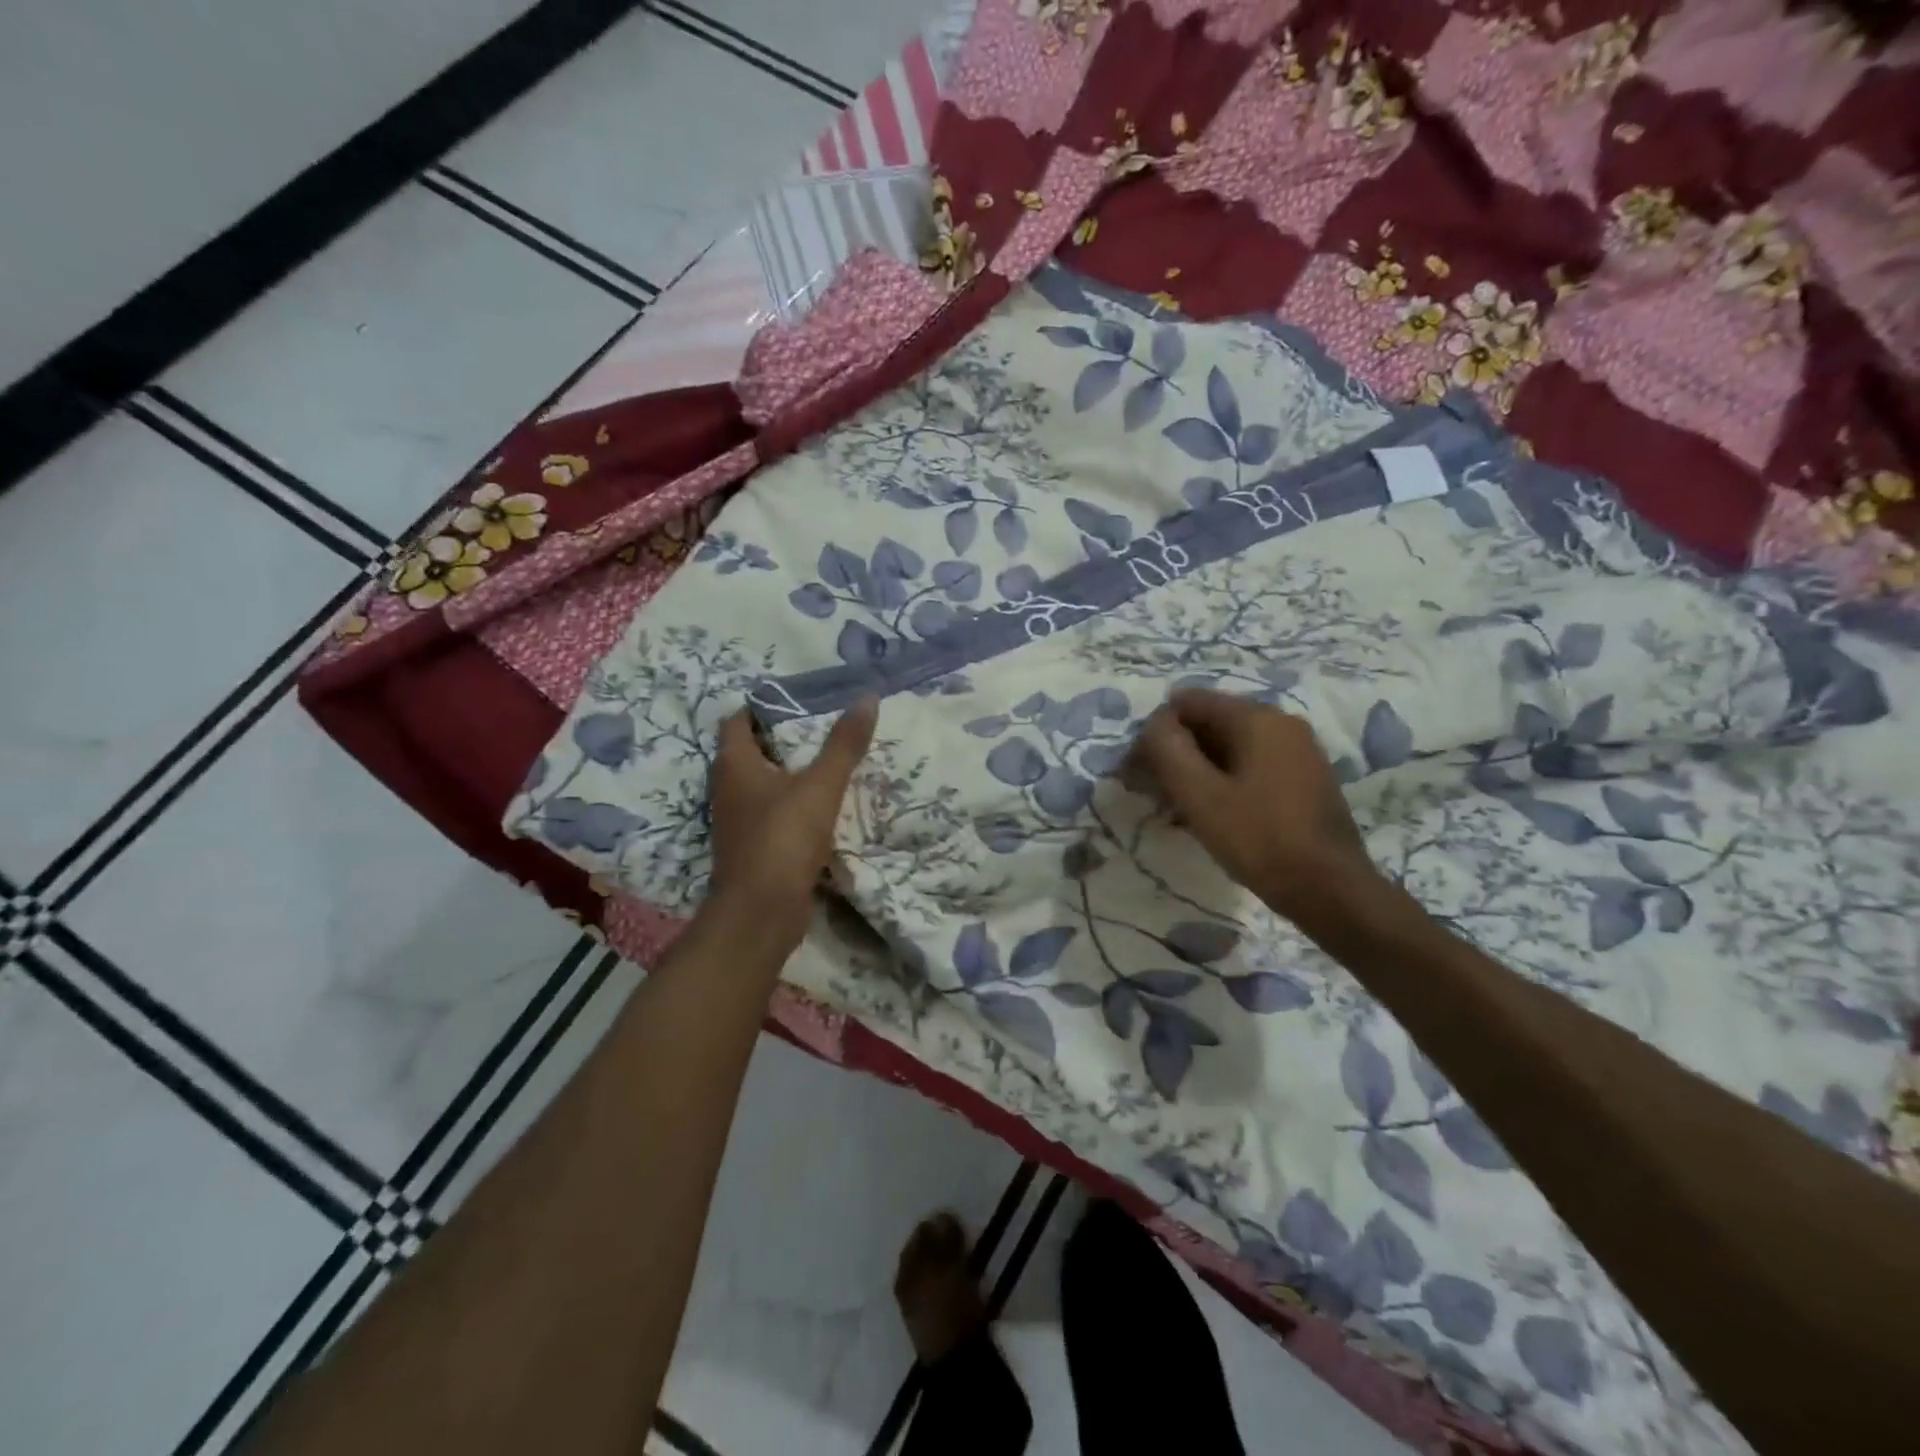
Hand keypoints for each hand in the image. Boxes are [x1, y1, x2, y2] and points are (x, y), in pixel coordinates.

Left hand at [709, 699, 876, 945]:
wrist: (762, 911)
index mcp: (735, 765)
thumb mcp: (821, 785)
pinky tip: (822, 808)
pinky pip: (772, 815)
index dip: (763, 707)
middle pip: (751, 752)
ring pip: (763, 786)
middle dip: (783, 740)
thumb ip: (844, 744)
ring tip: (828, 764)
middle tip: (822, 729)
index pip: (738, 721)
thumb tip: (867, 697)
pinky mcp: (752, 847)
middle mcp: (728, 789)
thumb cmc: (784, 837)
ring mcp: (738, 821)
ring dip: (790, 775)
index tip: (799, 703)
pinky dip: (792, 806)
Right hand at [1130, 689, 1381, 926]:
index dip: (1155, 731)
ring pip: (1230, 747)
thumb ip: (1167, 750)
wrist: (1332, 891)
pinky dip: (1224, 782)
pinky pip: (1251, 766)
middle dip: (1176, 752)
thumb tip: (1154, 725)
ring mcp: (1298, 751)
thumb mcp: (1200, 795)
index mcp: (1257, 718)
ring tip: (1177, 809)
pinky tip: (1212, 815)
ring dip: (1198, 770)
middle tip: (1153, 792)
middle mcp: (1281, 723)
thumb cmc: (1259, 839)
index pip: (1188, 702)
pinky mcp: (1305, 779)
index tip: (1138, 770)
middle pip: (1210, 723)